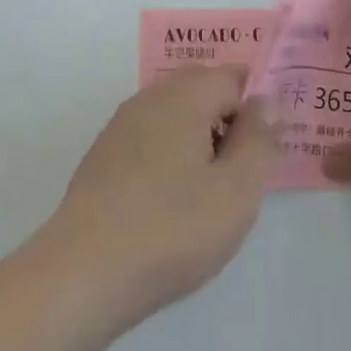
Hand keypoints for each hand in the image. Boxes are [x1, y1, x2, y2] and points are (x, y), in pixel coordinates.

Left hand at [43, 66, 276, 327]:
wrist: (83, 274)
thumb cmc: (171, 230)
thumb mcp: (236, 190)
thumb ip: (258, 139)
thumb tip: (267, 101)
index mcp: (183, 97)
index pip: (232, 76)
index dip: (257, 104)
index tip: (267, 146)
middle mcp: (148, 99)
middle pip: (200, 87)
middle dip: (228, 116)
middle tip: (243, 167)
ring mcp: (120, 127)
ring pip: (173, 112)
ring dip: (199, 135)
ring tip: (210, 188)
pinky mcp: (103, 156)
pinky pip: (149, 136)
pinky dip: (170, 152)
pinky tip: (172, 199)